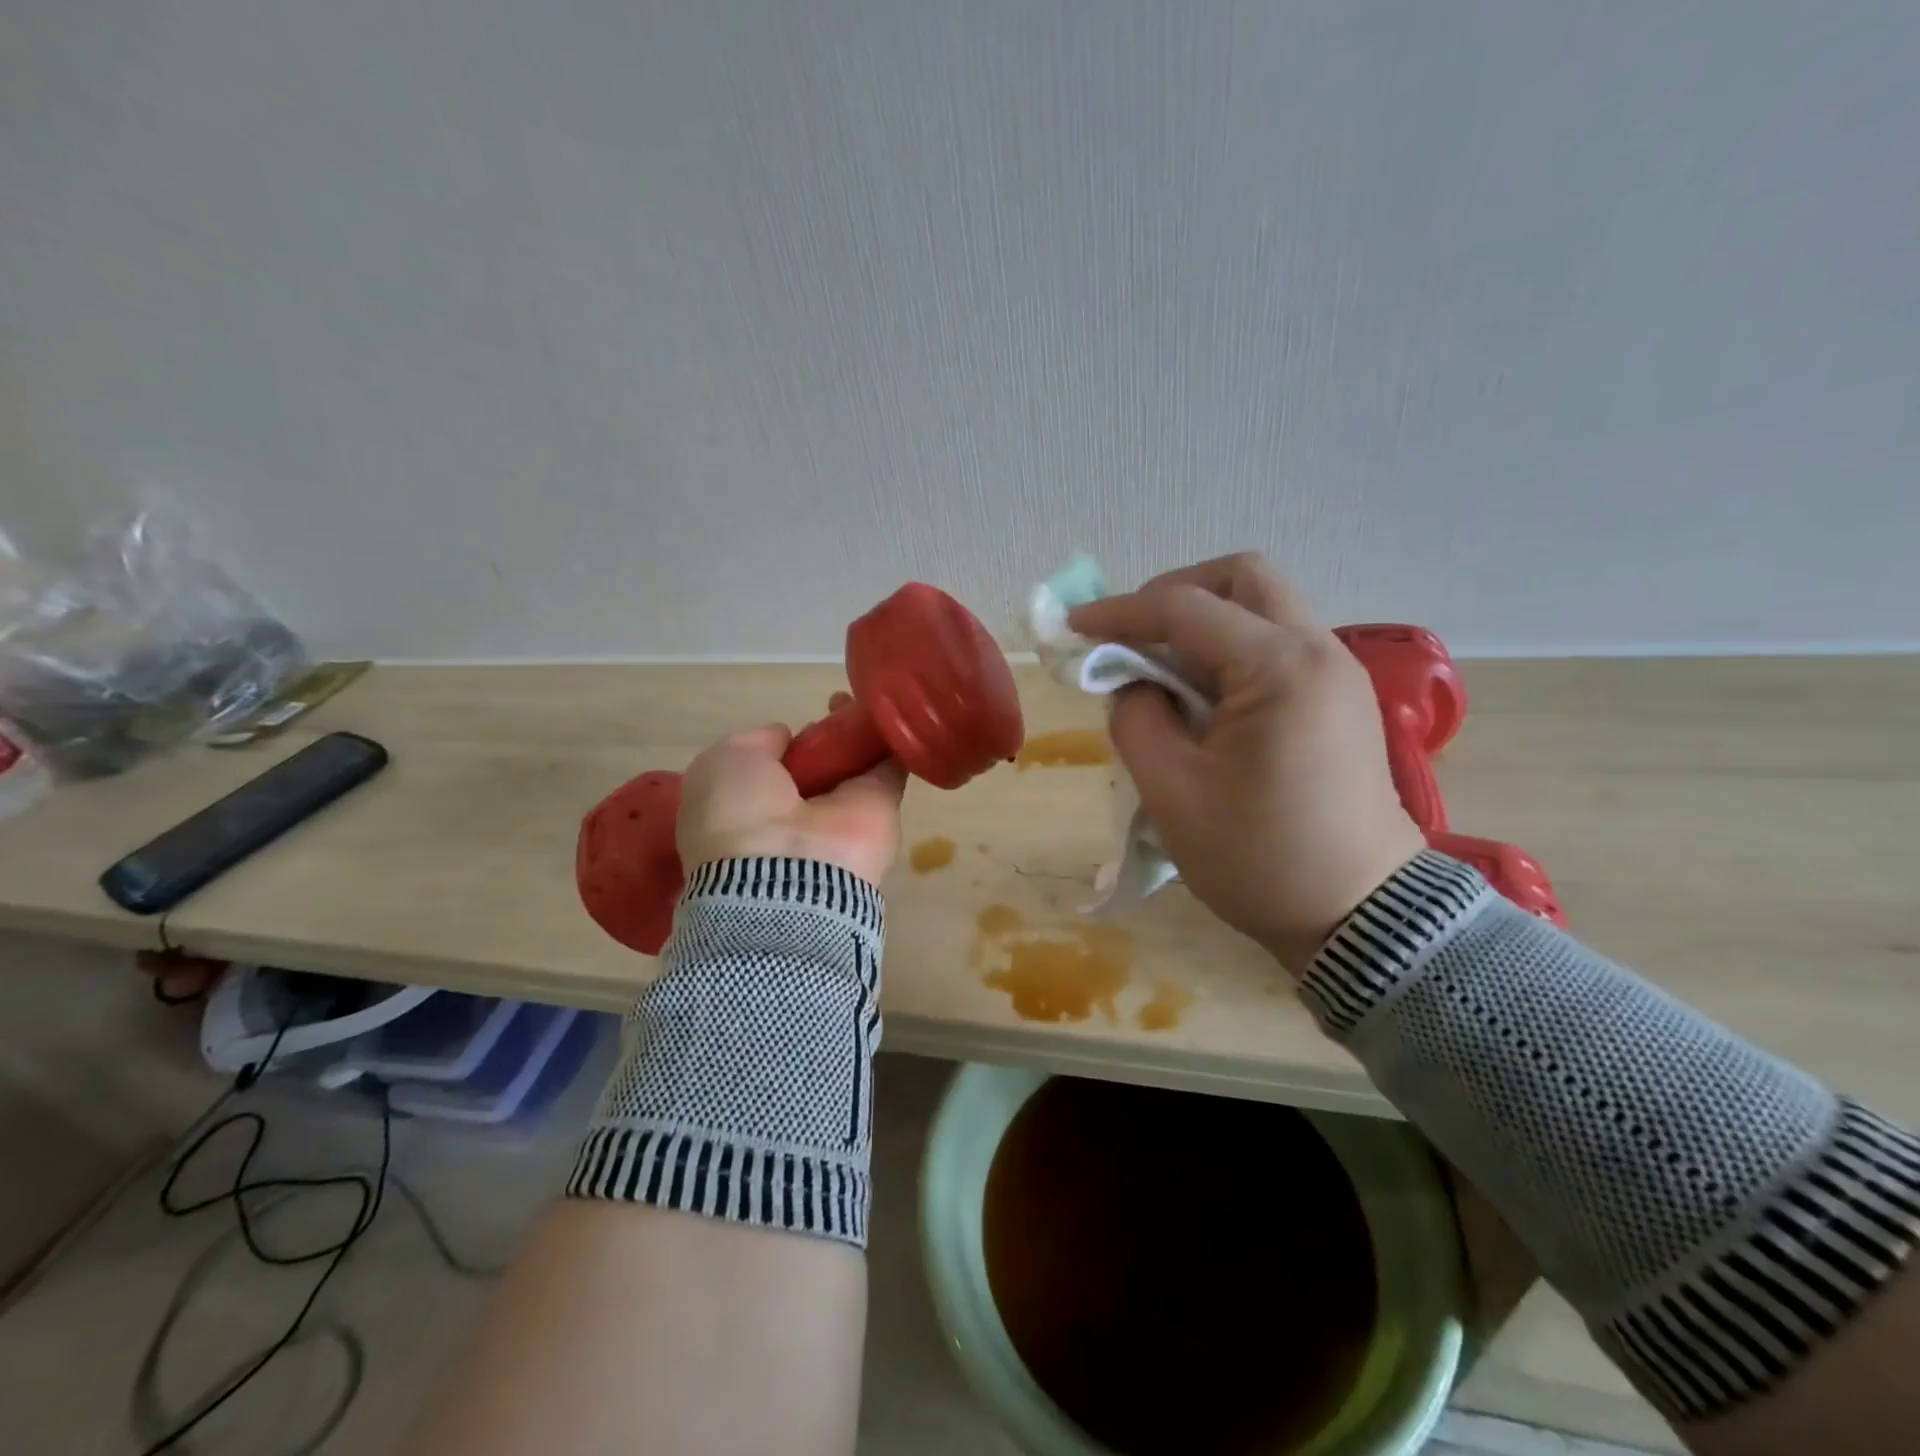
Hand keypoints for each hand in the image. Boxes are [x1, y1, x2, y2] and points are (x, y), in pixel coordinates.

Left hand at [677, 698, 906, 887]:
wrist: (788, 872)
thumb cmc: (740, 813)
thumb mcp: (727, 760)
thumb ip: (758, 742)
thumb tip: (788, 738)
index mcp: (748, 807)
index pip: (771, 770)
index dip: (783, 744)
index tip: (793, 727)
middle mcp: (794, 812)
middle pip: (815, 764)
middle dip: (824, 734)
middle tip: (835, 702)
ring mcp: (840, 813)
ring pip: (851, 763)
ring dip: (857, 732)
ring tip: (860, 698)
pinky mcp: (882, 809)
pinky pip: (890, 768)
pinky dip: (893, 742)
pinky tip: (893, 712)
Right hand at [1068, 553, 1424, 973]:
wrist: (1359, 917)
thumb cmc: (1259, 857)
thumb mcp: (1171, 790)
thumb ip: (1136, 717)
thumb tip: (1134, 683)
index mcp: (1280, 668)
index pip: (1185, 608)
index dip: (1120, 612)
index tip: (1074, 628)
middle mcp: (1319, 651)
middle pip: (1243, 578)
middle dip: (1175, 593)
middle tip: (1132, 635)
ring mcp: (1339, 673)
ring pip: (1264, 608)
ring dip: (1205, 622)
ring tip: (1160, 669)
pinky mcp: (1340, 700)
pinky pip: (1278, 646)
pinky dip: (1231, 650)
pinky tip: (1201, 695)